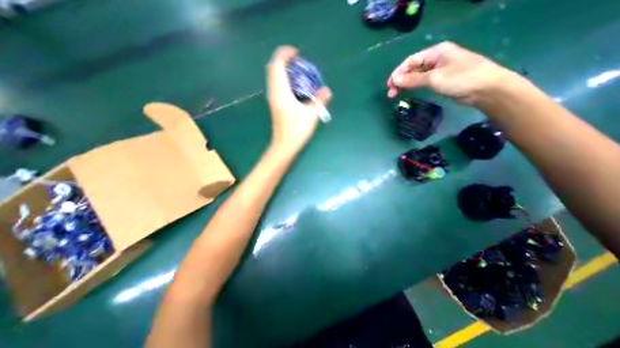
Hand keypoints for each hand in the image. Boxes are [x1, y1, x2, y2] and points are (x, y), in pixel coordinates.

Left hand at [268, 45, 334, 149]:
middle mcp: (274, 93)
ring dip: (283, 70)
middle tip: (299, 63)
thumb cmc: (296, 131)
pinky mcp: (275, 104)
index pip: (277, 65)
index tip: (297, 53)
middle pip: (273, 68)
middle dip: (284, 60)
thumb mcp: (311, 115)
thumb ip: (319, 100)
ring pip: (273, 77)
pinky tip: (295, 86)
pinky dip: (284, 79)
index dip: (285, 54)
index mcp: (281, 92)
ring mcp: (273, 99)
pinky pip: (276, 85)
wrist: (284, 146)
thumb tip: (327, 90)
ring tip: (298, 73)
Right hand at [385, 41, 512, 104]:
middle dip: (400, 80)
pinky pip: (422, 81)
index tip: (389, 85)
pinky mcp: (441, 79)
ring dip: (405, 84)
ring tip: (395, 95)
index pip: (411, 60)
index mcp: (436, 52)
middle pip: (412, 68)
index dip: (398, 73)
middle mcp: (436, 58)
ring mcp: (439, 69)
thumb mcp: (434, 78)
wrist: (486, 89)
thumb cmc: (461, 79)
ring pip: (416, 75)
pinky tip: (408, 92)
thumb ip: (413, 79)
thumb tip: (394, 80)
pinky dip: (413, 86)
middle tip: (391, 94)